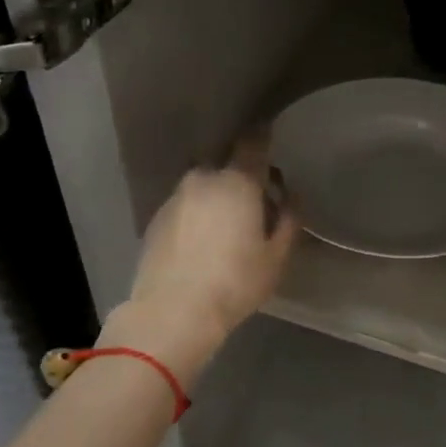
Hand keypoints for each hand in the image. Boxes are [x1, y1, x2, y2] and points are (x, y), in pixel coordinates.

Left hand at [113, 133, 300, 379]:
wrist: (173, 311)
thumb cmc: (235, 282)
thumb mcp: (276, 257)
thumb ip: (289, 221)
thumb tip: (290, 198)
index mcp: (237, 182)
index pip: (253, 143)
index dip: (264, 136)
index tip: (270, 135)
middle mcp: (203, 179)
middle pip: (227, 167)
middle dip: (242, 178)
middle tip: (257, 203)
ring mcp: (175, 198)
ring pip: (204, 186)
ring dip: (218, 197)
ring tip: (228, 228)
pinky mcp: (156, 219)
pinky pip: (186, 206)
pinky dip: (197, 214)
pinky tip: (203, 243)